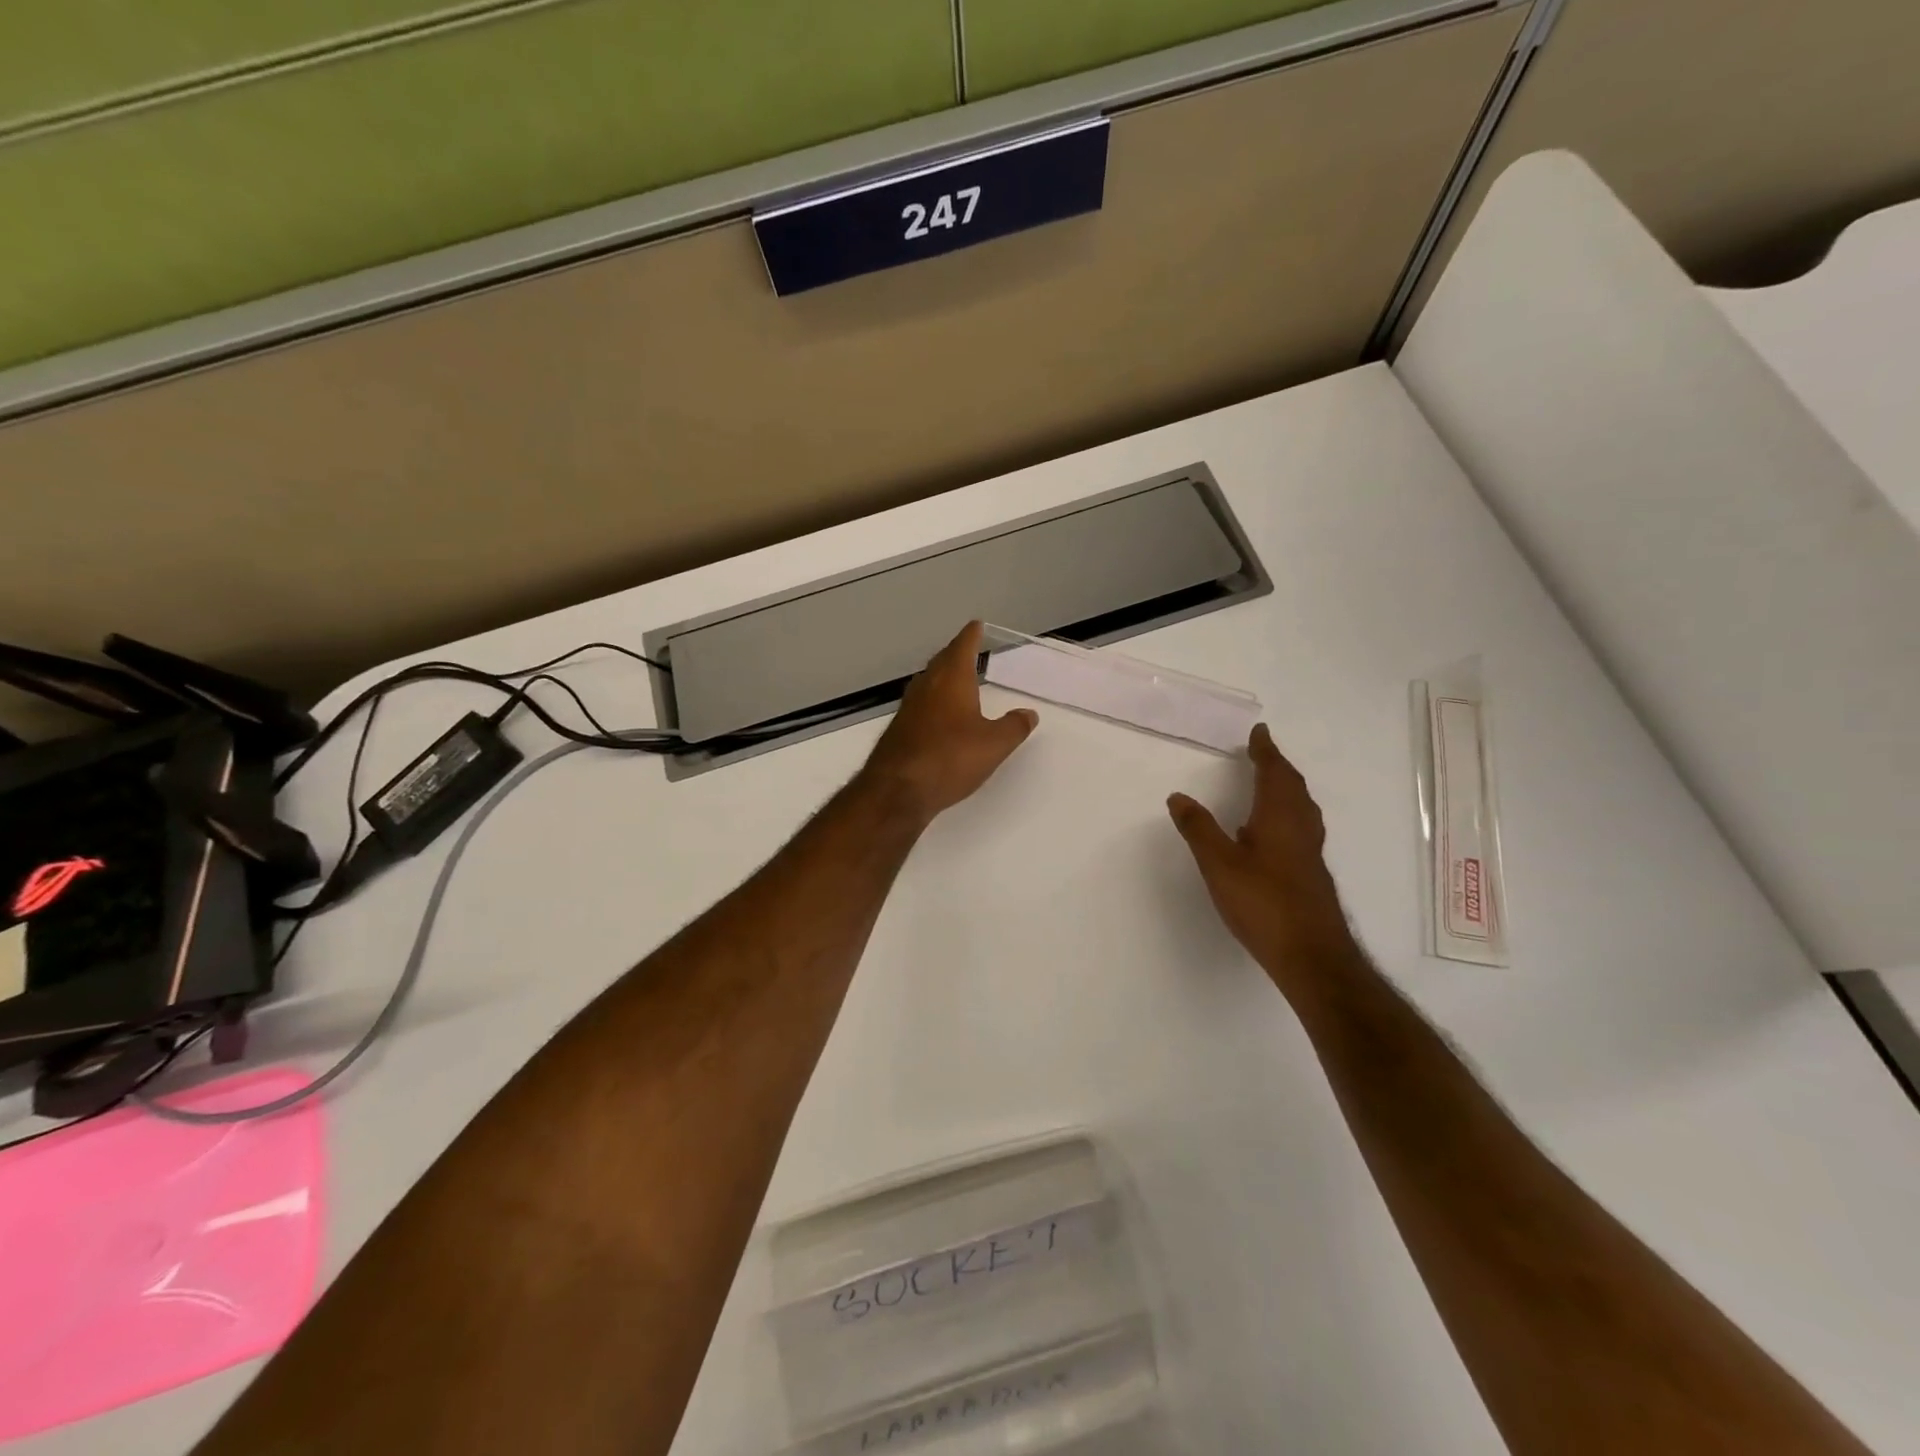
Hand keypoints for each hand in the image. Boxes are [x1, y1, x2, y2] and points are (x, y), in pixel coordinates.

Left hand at [860, 622, 1038, 823]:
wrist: (898, 790)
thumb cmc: (950, 758)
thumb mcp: (994, 745)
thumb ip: (1014, 727)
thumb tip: (1028, 713)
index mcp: (951, 679)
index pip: (962, 646)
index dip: (971, 635)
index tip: (976, 625)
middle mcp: (927, 686)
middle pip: (942, 661)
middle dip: (956, 654)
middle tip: (969, 650)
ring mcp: (909, 707)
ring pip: (929, 682)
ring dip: (943, 677)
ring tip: (958, 679)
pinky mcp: (900, 729)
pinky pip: (922, 704)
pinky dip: (934, 700)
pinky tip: (940, 715)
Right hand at [1168, 724, 1358, 992]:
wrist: (1311, 955)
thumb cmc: (1263, 903)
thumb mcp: (1219, 864)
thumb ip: (1199, 829)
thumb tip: (1178, 796)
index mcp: (1279, 818)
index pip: (1274, 773)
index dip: (1266, 751)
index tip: (1260, 732)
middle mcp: (1300, 828)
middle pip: (1293, 787)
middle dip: (1278, 766)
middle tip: (1262, 752)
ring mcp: (1309, 853)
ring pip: (1301, 808)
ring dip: (1285, 789)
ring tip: (1269, 783)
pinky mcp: (1311, 874)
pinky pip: (1300, 827)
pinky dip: (1286, 813)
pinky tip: (1269, 833)